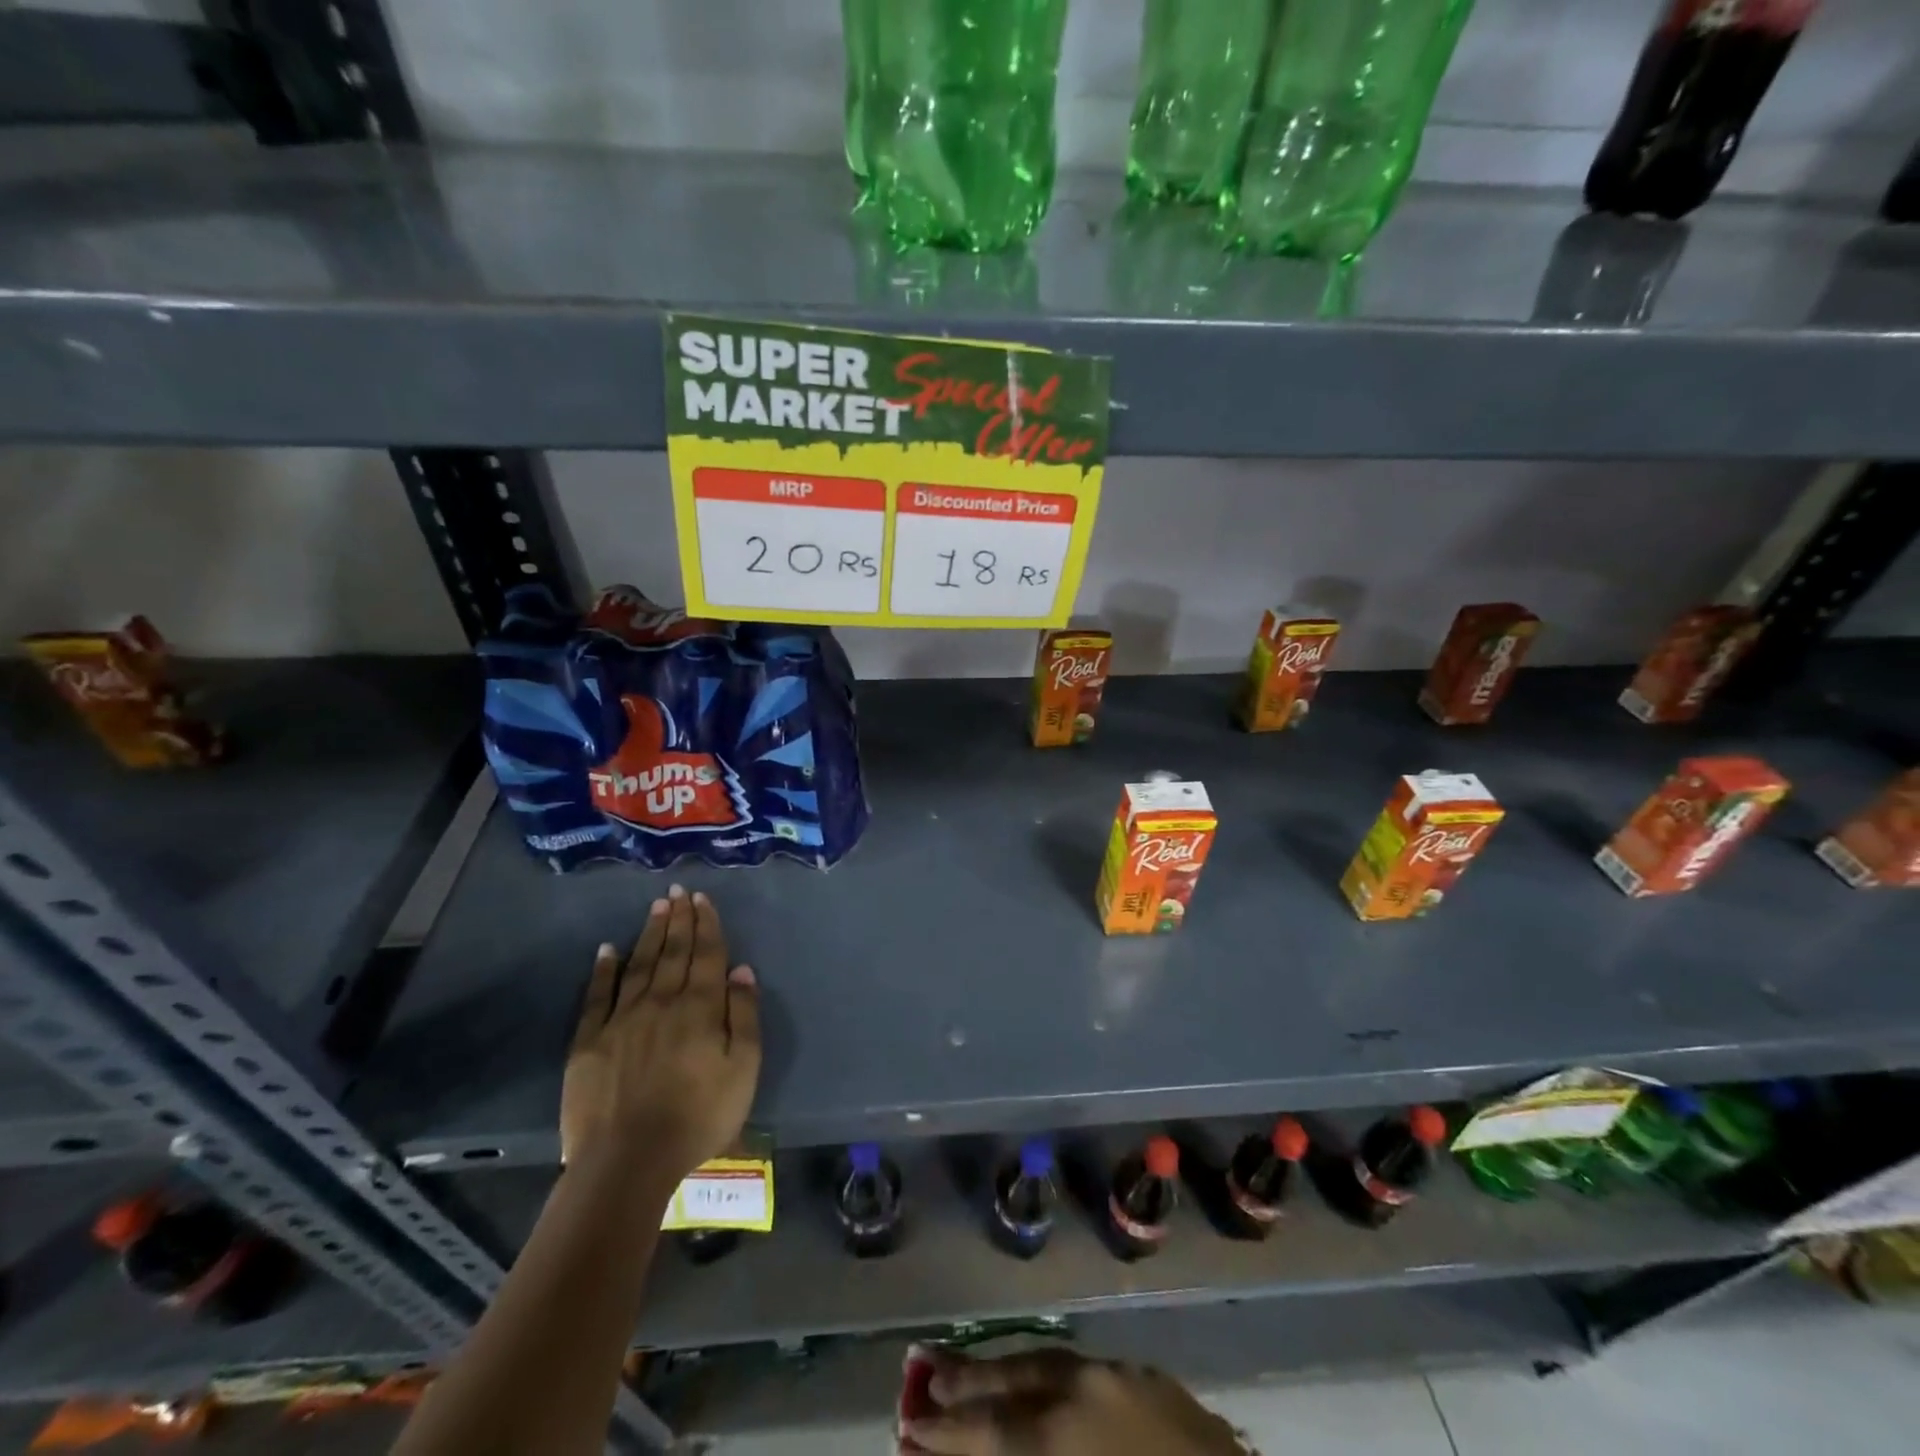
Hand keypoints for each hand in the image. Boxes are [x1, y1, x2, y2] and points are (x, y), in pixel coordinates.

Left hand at [560, 885, 761, 1181]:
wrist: (627, 1161)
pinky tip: (607, 949)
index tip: (702, 898)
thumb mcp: (744, 1068)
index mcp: (701, 1007)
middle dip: (678, 920)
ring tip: (656, 907)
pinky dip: (603, 970)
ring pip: (640, 965)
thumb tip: (741, 969)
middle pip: (673, 952)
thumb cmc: (699, 1116)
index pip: (706, 955)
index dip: (706, 924)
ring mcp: (622, 1019)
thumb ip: (744, 1015)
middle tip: (678, 891)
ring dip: (650, 933)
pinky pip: (597, 996)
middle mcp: (662, 1001)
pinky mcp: (589, 1041)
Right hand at [904, 1349, 1244, 1455]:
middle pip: (1009, 1379)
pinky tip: (1033, 1376)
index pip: (989, 1431)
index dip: (946, 1433)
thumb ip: (1025, 1450)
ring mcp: (1116, 1374)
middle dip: (962, 1380)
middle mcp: (1082, 1390)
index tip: (909, 1427)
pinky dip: (1045, 1371)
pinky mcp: (1145, 1375)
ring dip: (1001, 1367)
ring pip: (1041, 1361)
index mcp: (1063, 1435)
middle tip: (919, 1372)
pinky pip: (1077, 1366)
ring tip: (962, 1367)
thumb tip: (988, 1446)